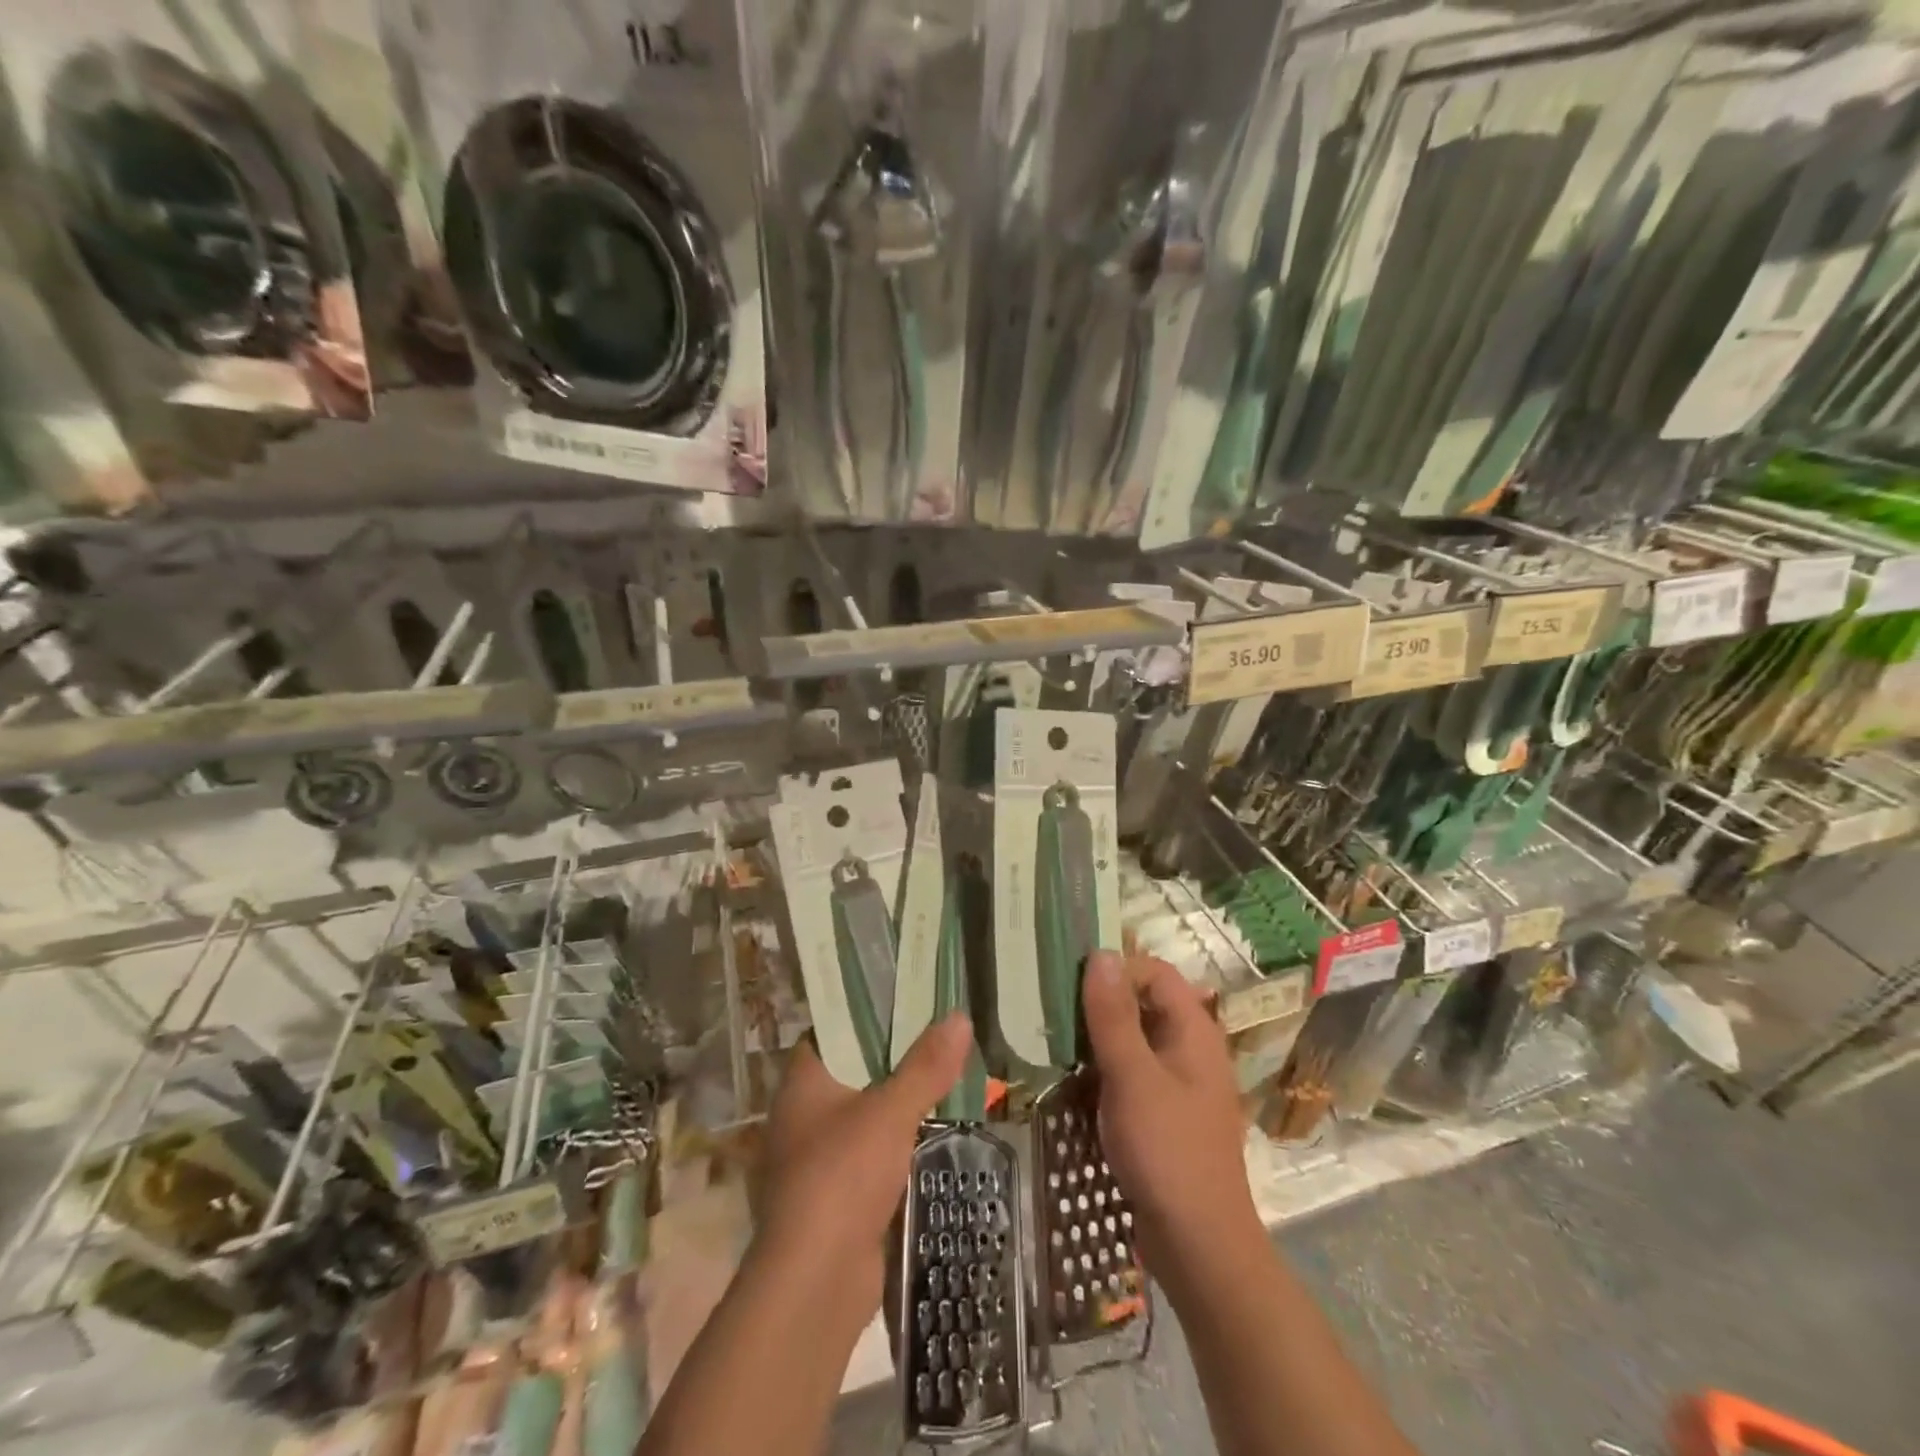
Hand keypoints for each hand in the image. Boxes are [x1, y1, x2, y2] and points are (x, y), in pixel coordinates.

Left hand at [751, 1015, 971, 1320]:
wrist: (816, 1283)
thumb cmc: (843, 1176)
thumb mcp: (891, 1112)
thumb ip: (926, 1066)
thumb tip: (959, 1016)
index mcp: (803, 1083)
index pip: (832, 1031)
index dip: (866, 1013)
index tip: (907, 1000)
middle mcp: (804, 1114)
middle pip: (854, 1072)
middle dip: (895, 1059)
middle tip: (940, 1036)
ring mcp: (818, 1157)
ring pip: (866, 1115)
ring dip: (901, 1104)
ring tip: (948, 1077)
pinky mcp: (837, 1196)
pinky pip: (873, 1154)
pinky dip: (900, 1144)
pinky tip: (936, 1134)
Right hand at [1081, 951, 1262, 1285]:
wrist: (1199, 1246)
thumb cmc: (1168, 1152)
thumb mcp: (1132, 1077)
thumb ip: (1114, 1016)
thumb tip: (1101, 954)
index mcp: (1193, 1031)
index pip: (1155, 972)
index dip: (1116, 969)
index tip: (1071, 983)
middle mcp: (1190, 1048)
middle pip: (1143, 1003)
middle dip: (1099, 1003)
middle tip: (1053, 1011)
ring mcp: (1178, 1083)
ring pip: (1134, 1040)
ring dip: (1097, 1038)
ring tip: (1054, 1044)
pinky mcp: (1164, 1113)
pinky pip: (1132, 1074)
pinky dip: (1104, 1070)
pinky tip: (1073, 1083)